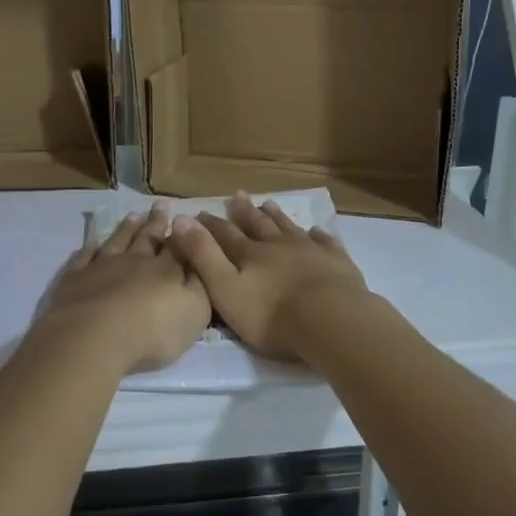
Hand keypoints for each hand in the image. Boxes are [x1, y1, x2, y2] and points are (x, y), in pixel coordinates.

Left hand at [39, 203, 210, 372]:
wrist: (96, 336)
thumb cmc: (154, 329)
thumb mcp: (195, 310)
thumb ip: (200, 284)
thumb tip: (200, 262)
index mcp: (166, 270)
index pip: (178, 246)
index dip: (183, 232)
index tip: (185, 216)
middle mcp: (135, 261)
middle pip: (148, 238)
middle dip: (156, 222)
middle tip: (161, 204)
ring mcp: (102, 267)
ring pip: (117, 241)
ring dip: (127, 228)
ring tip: (134, 214)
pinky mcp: (75, 279)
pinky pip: (83, 258)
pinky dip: (89, 248)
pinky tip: (92, 242)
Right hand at [168, 193, 368, 363]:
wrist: (329, 320)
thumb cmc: (270, 314)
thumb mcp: (224, 288)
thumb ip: (202, 255)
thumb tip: (179, 219)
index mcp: (249, 254)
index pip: (225, 234)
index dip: (210, 224)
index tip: (200, 212)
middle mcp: (277, 245)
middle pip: (258, 224)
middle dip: (245, 212)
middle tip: (238, 195)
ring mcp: (310, 251)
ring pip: (289, 228)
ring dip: (277, 216)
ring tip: (269, 203)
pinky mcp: (336, 262)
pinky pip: (325, 243)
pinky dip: (318, 236)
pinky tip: (316, 232)